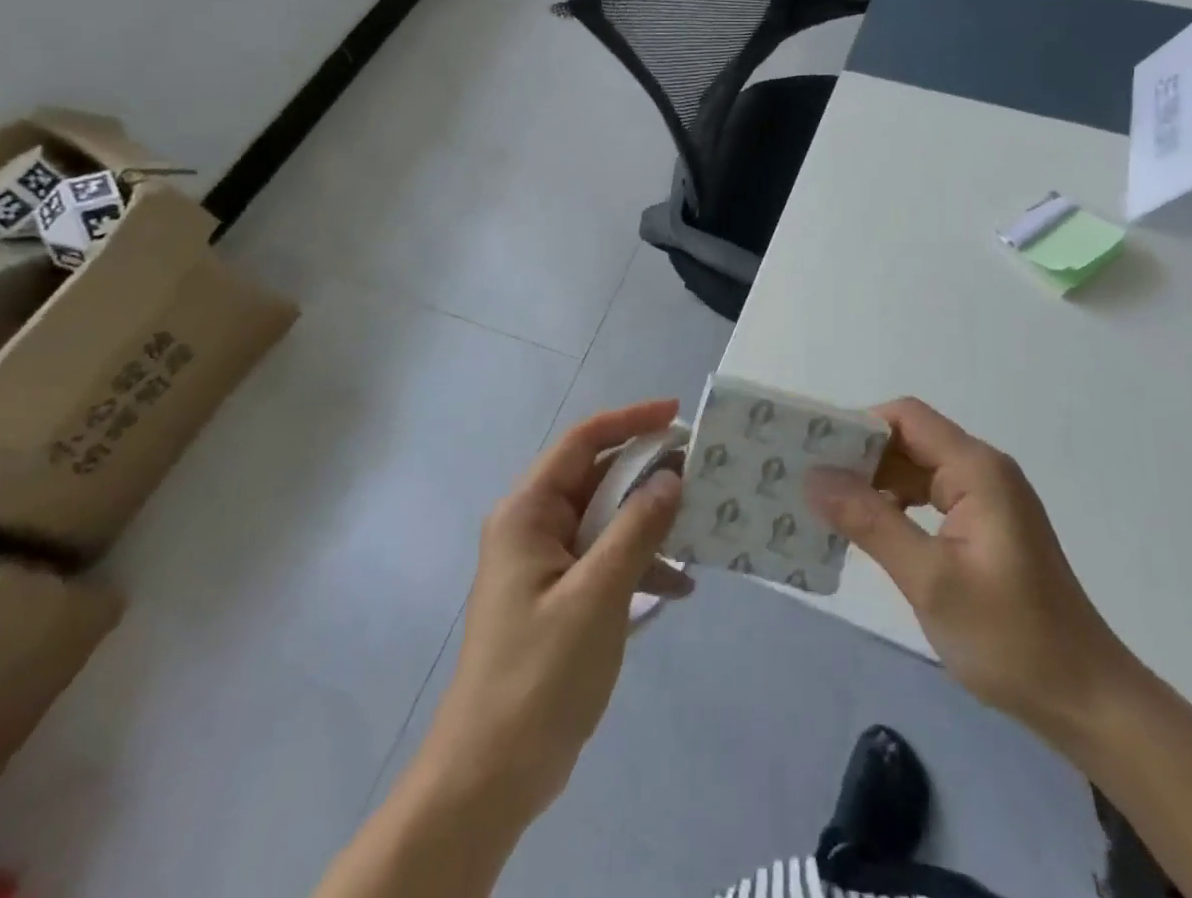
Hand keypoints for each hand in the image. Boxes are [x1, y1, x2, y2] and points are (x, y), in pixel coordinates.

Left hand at [423, 400, 690, 825]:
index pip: (583, 442)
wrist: (490, 776)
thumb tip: (671, 478)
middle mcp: (533, 526)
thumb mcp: (598, 595)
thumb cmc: (540, 674)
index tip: (677, 414)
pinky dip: (639, 564)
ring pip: (605, 519)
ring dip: (649, 522)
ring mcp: (545, 563)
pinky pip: (604, 559)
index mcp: (528, 511)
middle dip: (648, 474)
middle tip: (701, 472)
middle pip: (597, 478)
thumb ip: (637, 529)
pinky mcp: (558, 597)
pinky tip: (679, 586)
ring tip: (699, 527)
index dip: (631, 421)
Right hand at [807, 398, 1132, 747]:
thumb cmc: (1011, 639)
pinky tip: (870, 530)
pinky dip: (897, 505)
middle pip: (910, 439)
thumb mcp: (930, 580)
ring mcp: (987, 499)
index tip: (815, 452)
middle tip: (810, 481)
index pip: (906, 417)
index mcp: (976, 469)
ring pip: (917, 468)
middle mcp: (983, 471)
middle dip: (861, 456)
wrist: (1088, 702)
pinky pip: (931, 496)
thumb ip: (871, 522)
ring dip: (876, 482)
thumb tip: (814, 478)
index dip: (859, 426)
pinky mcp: (986, 526)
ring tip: (829, 506)